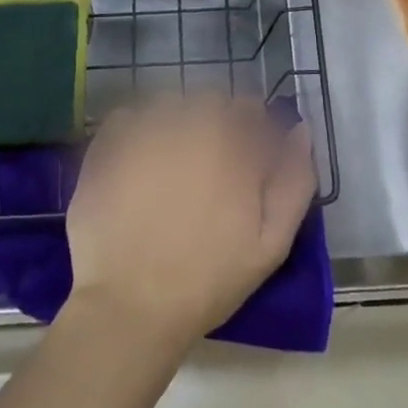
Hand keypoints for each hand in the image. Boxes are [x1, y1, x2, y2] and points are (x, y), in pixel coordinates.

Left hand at [66, 98, 315, 350]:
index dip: (251, 131)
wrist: (131, 306)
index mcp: (231, 142)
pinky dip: (137, 130)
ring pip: (170, 103)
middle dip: (215, 123)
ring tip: (172, 164)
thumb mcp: (271, 242)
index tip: (245, 160)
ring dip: (177, 122)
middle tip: (208, 167)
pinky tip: (138, 164)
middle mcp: (189, 123)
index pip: (250, 109)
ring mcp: (144, 129)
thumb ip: (294, 180)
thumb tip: (300, 131)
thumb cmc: (208, 279)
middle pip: (210, 101)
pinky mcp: (108, 143)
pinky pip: (129, 117)